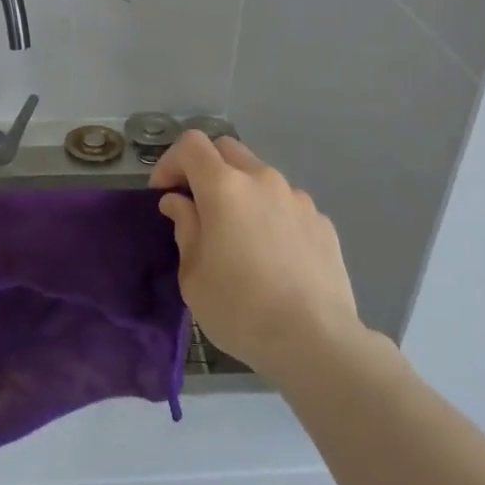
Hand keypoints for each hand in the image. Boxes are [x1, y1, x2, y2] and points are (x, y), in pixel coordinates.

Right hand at [149, 132, 362, 380]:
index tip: (163, 193)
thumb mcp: (193, 275)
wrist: (315, 340)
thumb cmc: (240, 309)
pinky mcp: (322, 221)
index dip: (170, 162)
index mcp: (225, 187)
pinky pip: (287, 205)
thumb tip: (179, 202)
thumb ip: (185, 227)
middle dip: (205, 168)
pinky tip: (272, 255)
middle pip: (227, 150)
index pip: (191, 145)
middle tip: (196, 205)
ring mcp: (298, 198)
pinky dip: (270, 216)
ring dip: (241, 192)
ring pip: (260, 177)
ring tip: (238, 235)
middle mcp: (263, 180)